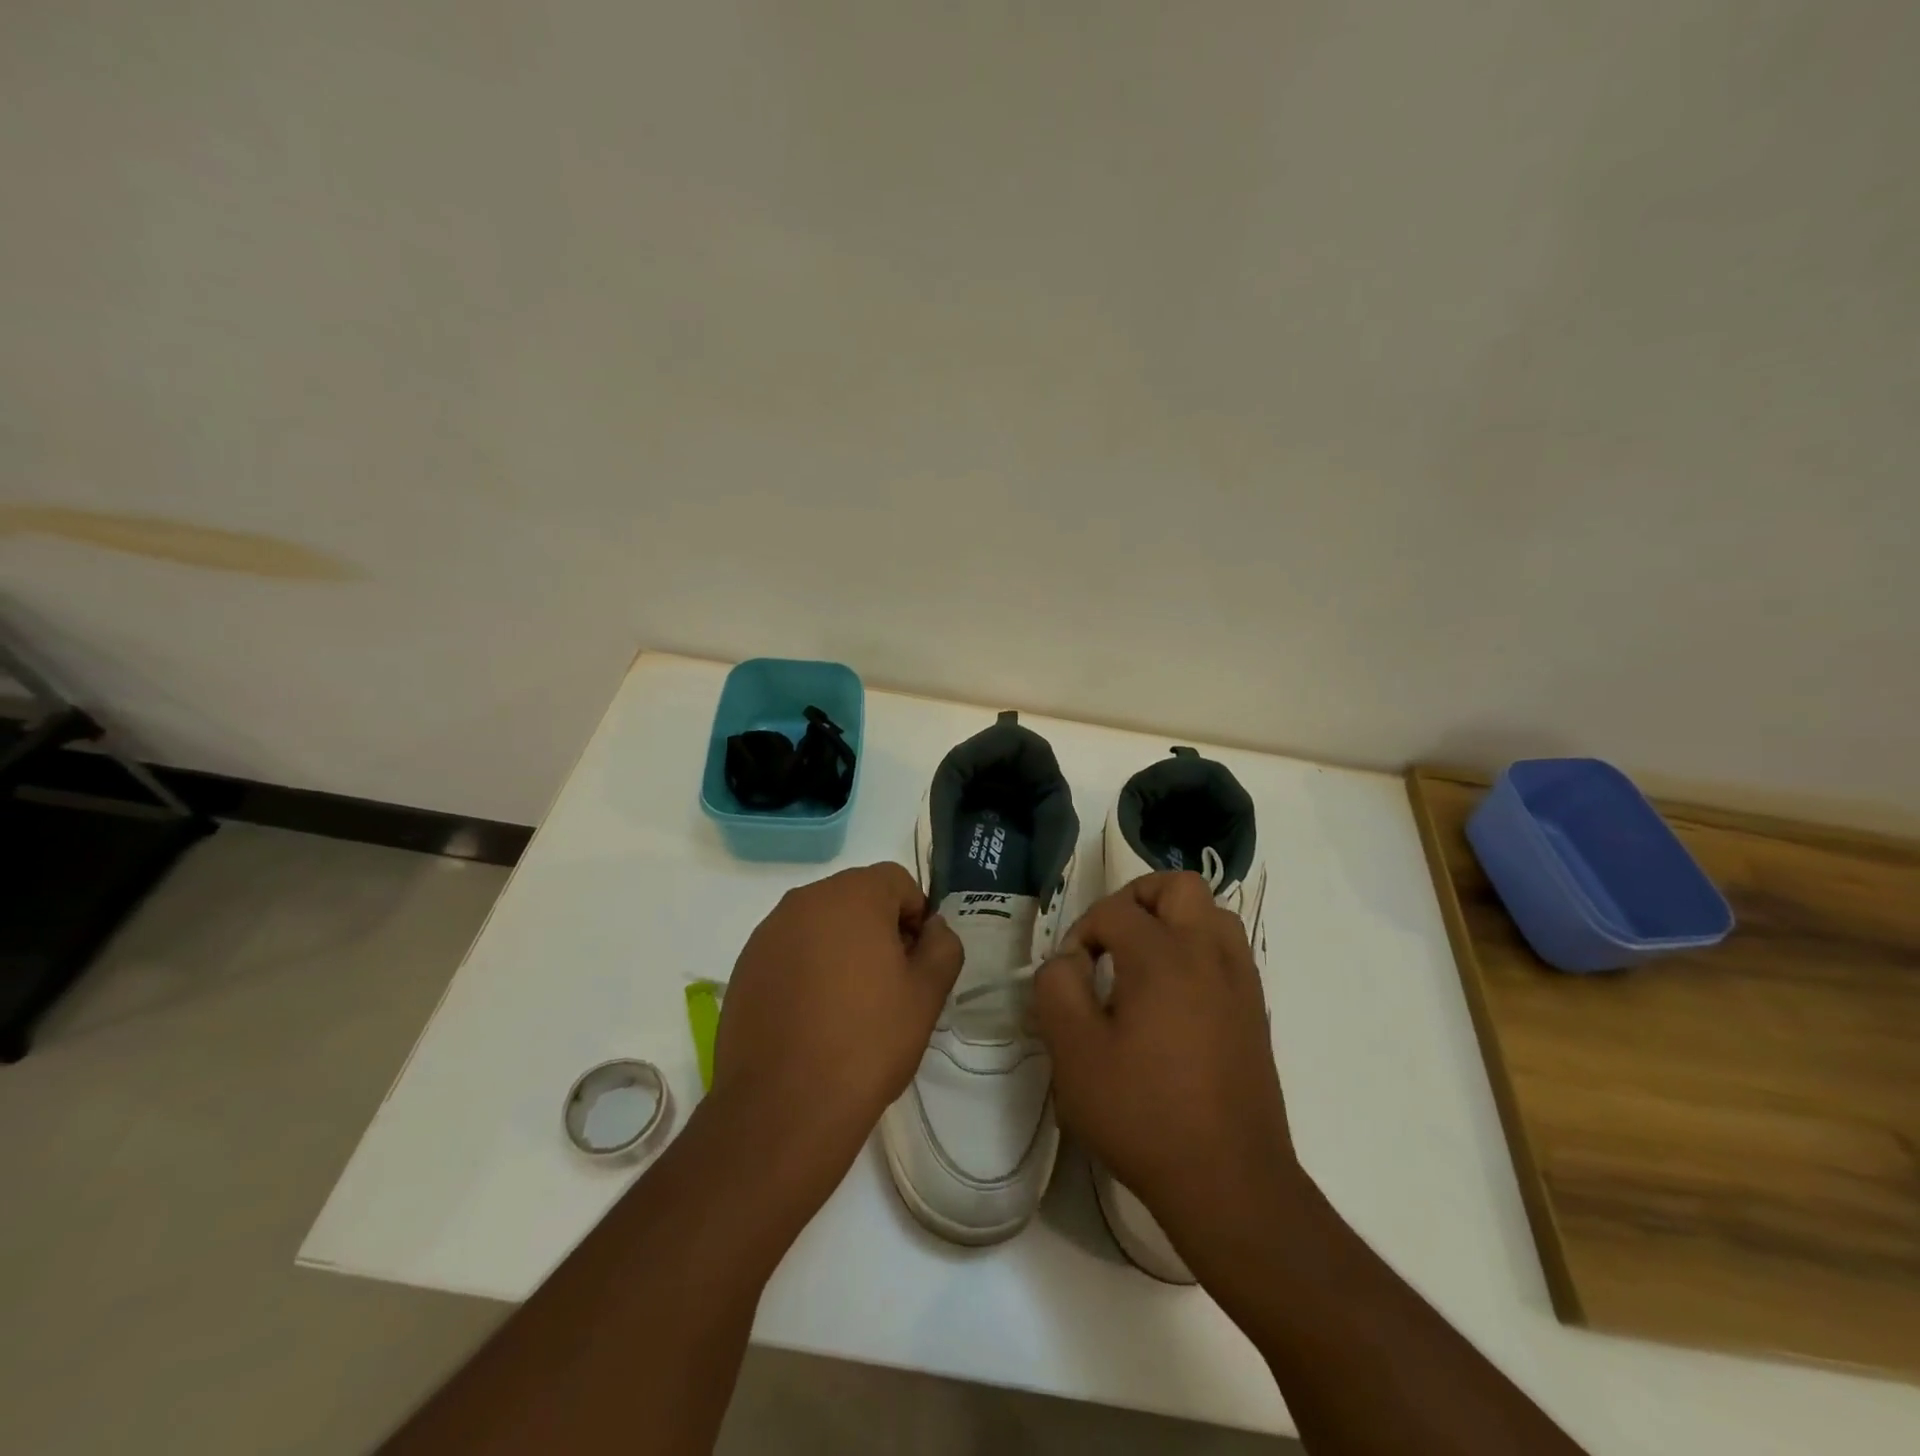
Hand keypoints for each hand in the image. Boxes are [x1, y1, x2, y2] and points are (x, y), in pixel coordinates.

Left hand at [710, 863, 961, 1190]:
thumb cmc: (867, 1041)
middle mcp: (804, 900)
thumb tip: (932, 928)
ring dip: (841, 947)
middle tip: (888, 984)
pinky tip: (812, 1017)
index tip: (916, 962)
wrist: (783, 1107)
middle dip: (878, 929)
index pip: (896, 881)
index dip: (916, 916)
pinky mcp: (744, 966)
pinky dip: (807, 968)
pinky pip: (790, 950)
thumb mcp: (928, 994)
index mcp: (852, 895)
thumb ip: (943, 945)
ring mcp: (768, 932)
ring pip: (821, 924)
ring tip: (849, 1004)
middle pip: (856, 897)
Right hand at [1032, 872, 1302, 1275]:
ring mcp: (1240, 980)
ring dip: (1173, 920)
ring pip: (1211, 913)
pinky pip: (1227, 950)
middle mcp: (1208, 953)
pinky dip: (1198, 949)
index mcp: (1162, 955)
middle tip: (1110, 941)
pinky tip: (1173, 997)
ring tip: (1143, 962)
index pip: (1114, 911)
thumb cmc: (1143, 1114)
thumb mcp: (1074, 1052)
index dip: (1081, 932)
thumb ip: (1057, 988)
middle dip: (1136, 899)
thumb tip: (1069, 961)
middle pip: (1177, 886)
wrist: (1229, 1181)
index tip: (1070, 976)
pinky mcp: (1255, 1010)